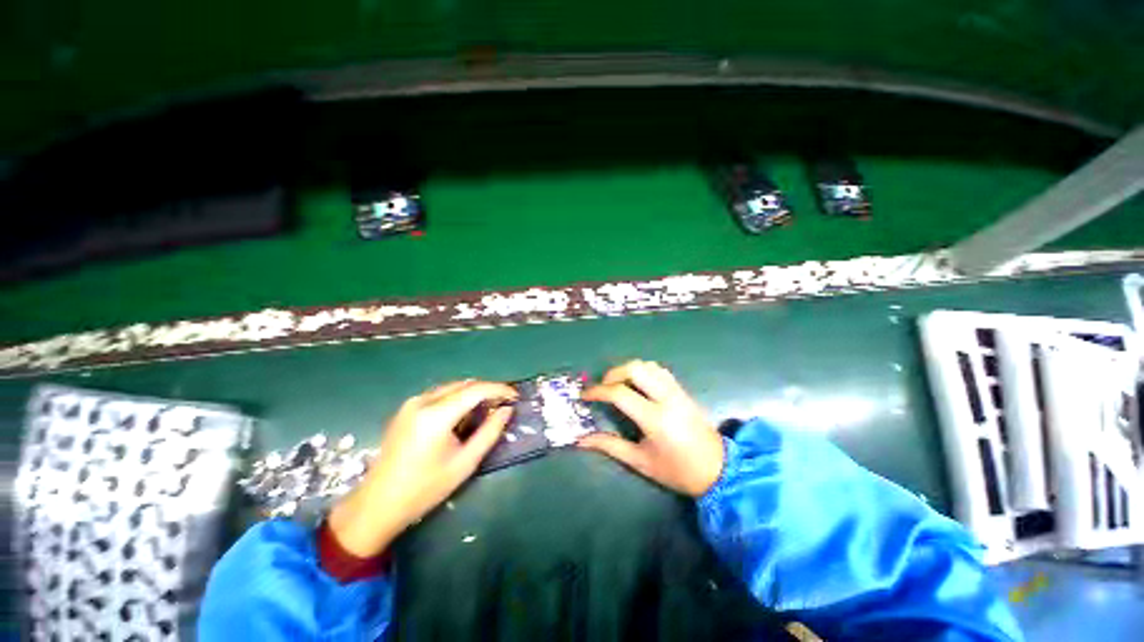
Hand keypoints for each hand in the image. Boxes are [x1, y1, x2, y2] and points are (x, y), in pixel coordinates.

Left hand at [328, 380, 516, 556]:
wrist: (377, 504)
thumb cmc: (424, 489)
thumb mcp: (465, 463)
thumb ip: (490, 432)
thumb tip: (507, 410)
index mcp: (436, 415)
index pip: (476, 390)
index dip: (499, 389)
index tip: (516, 396)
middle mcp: (422, 401)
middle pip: (465, 384)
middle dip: (488, 390)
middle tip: (504, 403)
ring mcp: (411, 403)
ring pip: (452, 387)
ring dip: (473, 393)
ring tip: (488, 408)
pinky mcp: (406, 409)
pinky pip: (440, 393)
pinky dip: (458, 397)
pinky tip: (464, 413)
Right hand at [579, 360, 723, 497]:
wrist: (718, 470)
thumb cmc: (677, 470)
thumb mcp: (640, 462)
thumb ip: (610, 446)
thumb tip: (581, 440)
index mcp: (655, 419)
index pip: (619, 393)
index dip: (597, 391)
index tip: (584, 395)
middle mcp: (666, 398)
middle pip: (635, 368)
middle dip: (613, 373)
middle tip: (603, 387)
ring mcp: (677, 391)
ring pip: (648, 365)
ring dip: (628, 370)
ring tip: (618, 385)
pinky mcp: (683, 390)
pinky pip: (659, 370)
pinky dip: (643, 371)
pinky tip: (637, 384)